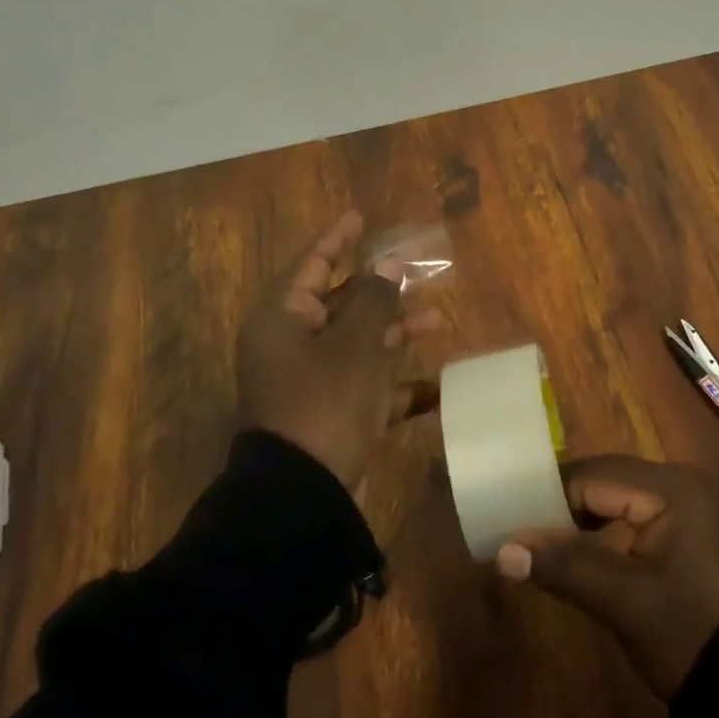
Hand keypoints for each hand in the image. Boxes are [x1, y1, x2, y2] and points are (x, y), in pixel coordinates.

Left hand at [236, 212, 440, 488]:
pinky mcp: (328, 414)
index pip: (313, 264)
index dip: (338, 239)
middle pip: (341, 302)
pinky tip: (433, 385)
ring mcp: (309, 382)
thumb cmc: (325, 404)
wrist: (303, 500)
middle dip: (382, 288)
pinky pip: (364, 385)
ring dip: (394, 331)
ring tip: (435, 320)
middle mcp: (291, 344)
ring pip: (357, 341)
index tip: (359, 216)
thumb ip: (376, 299)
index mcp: (283, 319)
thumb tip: (388, 263)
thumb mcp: (355, 345)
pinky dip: (394, 383)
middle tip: (417, 267)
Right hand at [494, 456, 718, 697]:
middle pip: (605, 479)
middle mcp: (679, 480)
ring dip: (584, 517)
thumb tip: (504, 549)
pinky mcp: (692, 527)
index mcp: (669, 486)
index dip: (550, 497)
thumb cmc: (693, 635)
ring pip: (619, 496)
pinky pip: (638, 512)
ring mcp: (690, 502)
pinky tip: (589, 553)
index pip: (592, 476)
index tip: (514, 521)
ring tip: (549, 545)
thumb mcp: (625, 603)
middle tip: (527, 535)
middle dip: (565, 505)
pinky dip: (609, 529)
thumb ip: (565, 567)